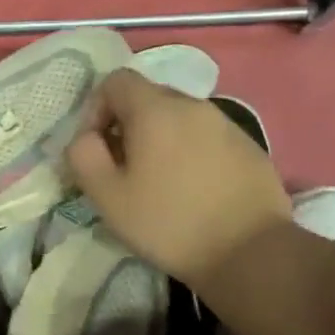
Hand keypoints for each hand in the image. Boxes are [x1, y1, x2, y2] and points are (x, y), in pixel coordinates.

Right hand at [65, 68, 290, 287]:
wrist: (251, 253)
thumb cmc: (169, 223)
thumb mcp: (107, 196)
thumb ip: (84, 156)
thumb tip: (86, 138)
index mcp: (155, 110)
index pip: (116, 81)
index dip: (96, 109)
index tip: (97, 148)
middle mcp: (192, 105)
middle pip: (148, 97)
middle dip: (128, 125)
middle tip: (124, 168)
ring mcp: (226, 124)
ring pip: (179, 118)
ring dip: (161, 139)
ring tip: (159, 181)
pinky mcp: (249, 147)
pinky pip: (207, 137)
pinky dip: (191, 152)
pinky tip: (193, 190)